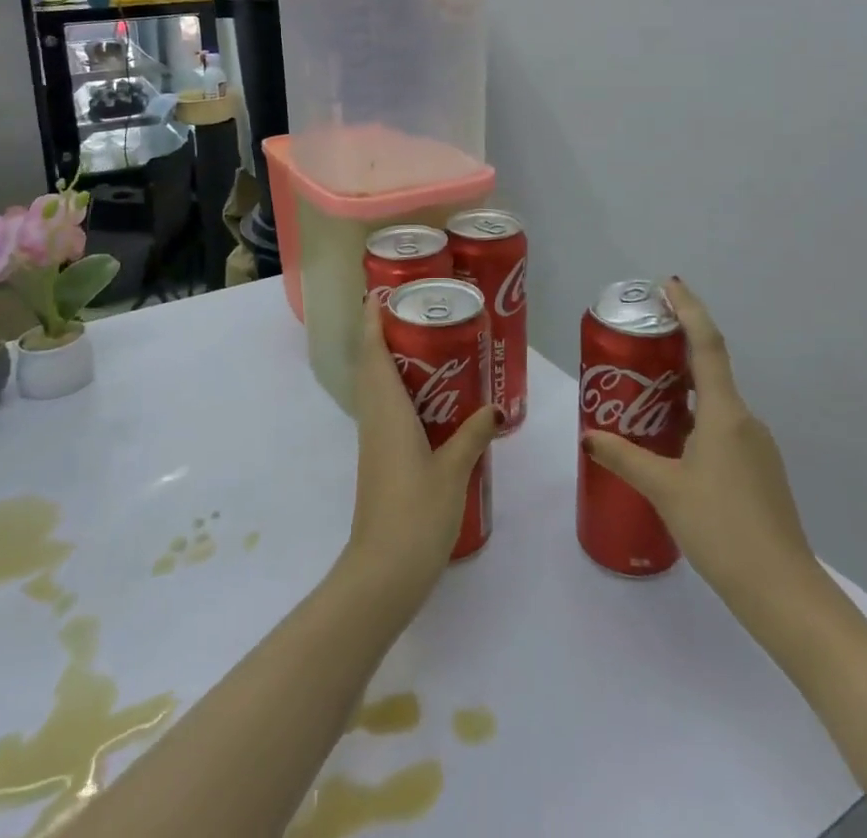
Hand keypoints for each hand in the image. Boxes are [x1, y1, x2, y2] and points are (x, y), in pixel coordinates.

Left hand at [342, 294, 498, 602]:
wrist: (383, 572)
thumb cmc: (416, 513)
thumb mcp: (454, 471)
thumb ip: (473, 435)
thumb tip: (495, 408)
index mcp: (388, 411)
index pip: (373, 354)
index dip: (373, 322)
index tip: (381, 294)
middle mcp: (376, 419)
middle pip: (372, 365)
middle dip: (386, 336)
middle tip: (420, 315)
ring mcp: (375, 441)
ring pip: (377, 388)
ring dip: (393, 363)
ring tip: (430, 348)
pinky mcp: (380, 460)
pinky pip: (386, 411)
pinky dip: (401, 392)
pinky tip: (432, 402)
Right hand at [582, 277, 823, 631]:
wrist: (784, 592)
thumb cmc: (722, 530)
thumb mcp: (664, 490)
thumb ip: (625, 457)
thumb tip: (590, 434)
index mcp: (725, 413)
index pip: (707, 345)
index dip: (689, 310)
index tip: (669, 285)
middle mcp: (745, 420)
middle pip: (710, 369)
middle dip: (677, 349)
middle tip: (639, 342)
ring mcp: (757, 447)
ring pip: (716, 403)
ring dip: (683, 390)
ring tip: (644, 394)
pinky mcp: (759, 471)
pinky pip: (723, 429)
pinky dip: (695, 420)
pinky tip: (672, 444)